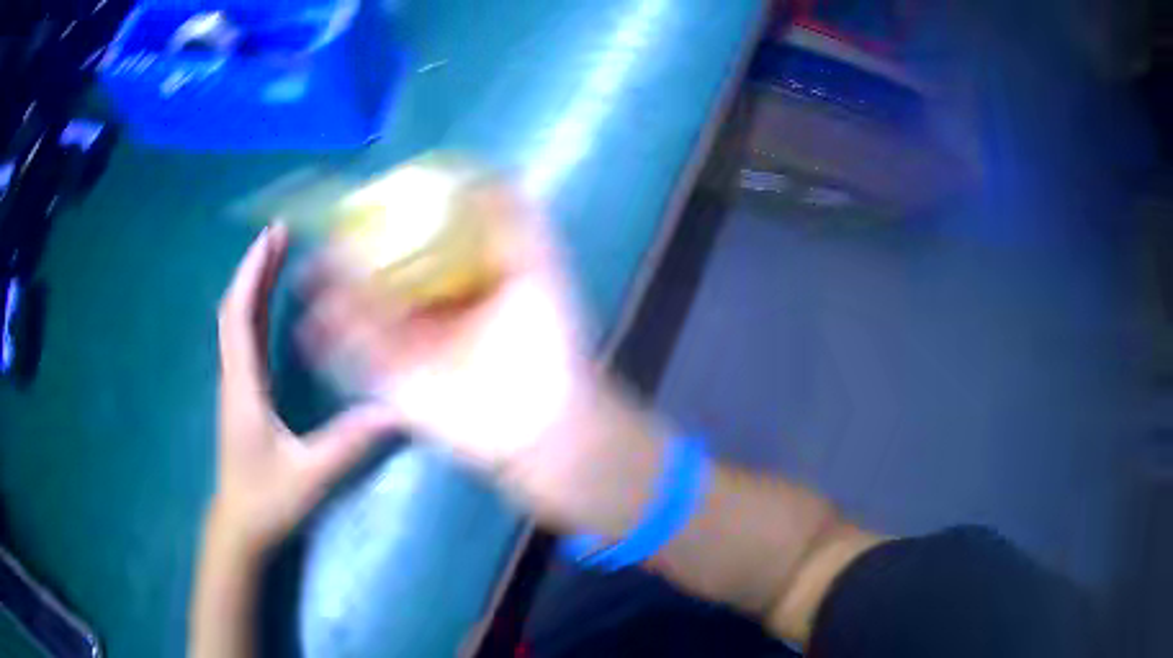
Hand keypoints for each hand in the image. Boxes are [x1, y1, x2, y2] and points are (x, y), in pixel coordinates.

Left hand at [213, 224, 398, 555]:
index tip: (272, 237)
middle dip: (255, 267)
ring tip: (278, 253)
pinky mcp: (244, 394)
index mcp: (243, 386)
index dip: (252, 272)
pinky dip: (256, 308)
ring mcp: (237, 385)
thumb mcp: (310, 476)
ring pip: (239, 322)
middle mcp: (235, 376)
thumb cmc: (268, 500)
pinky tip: (273, 301)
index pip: (239, 316)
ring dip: (255, 284)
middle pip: (236, 309)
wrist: (241, 525)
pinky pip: (246, 338)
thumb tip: (397, 410)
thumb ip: (348, 444)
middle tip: (280, 232)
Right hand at [299, 203, 656, 532]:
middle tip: (322, 246)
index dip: (383, 226)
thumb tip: (496, 173)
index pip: (409, 244)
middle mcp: (426, 308)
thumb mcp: (539, 268)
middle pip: (376, 278)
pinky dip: (331, 344)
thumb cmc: (548, 339)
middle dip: (345, 262)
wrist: (544, 416)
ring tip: (308, 282)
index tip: (357, 208)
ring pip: (359, 315)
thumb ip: (520, 222)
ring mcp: (408, 345)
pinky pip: (355, 358)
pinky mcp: (395, 382)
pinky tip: (311, 330)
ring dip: (331, 299)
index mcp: (455, 279)